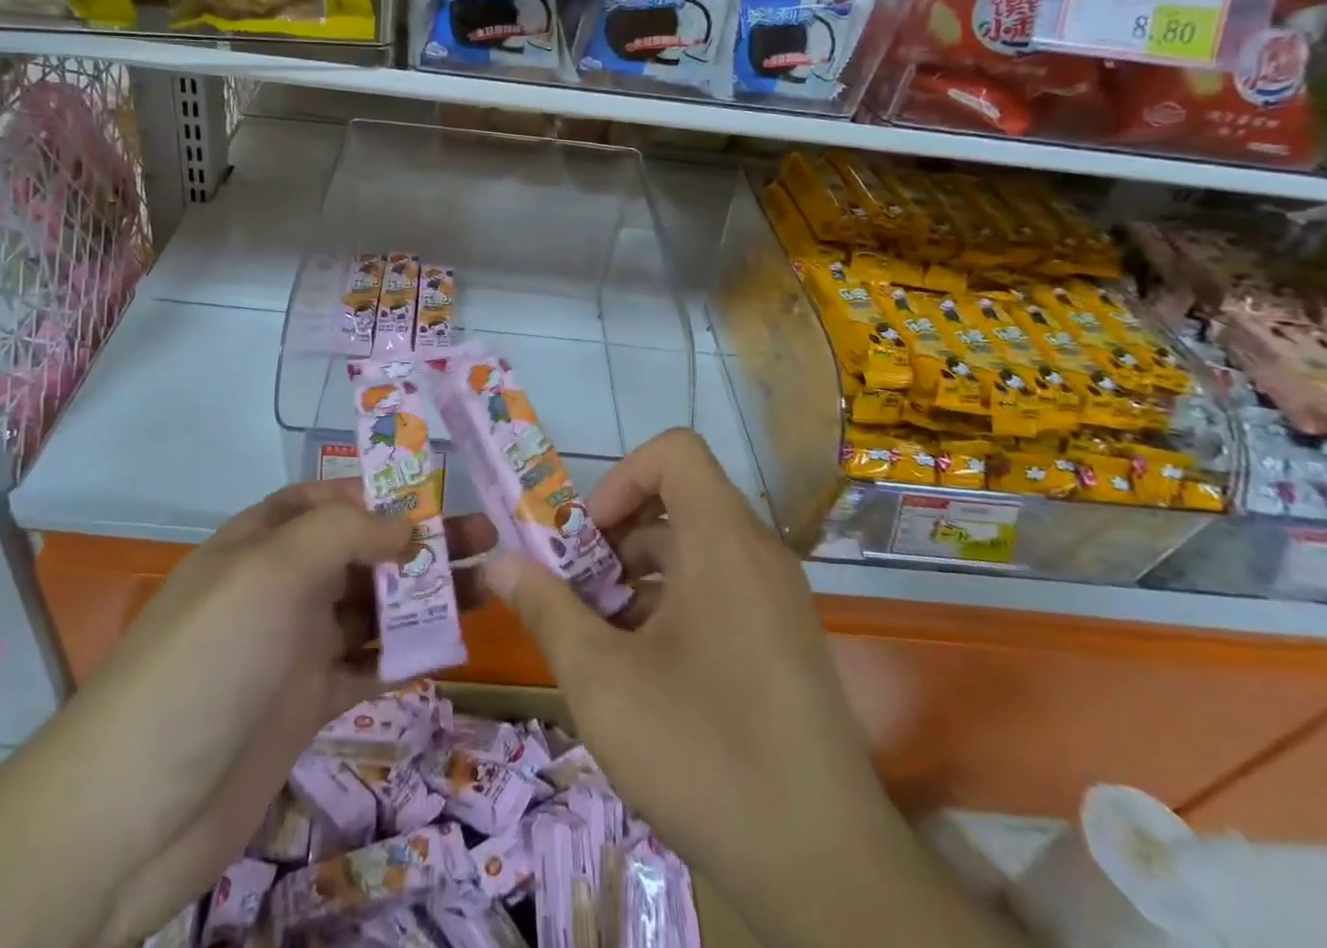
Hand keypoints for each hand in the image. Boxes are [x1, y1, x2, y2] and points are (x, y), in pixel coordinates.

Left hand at [74, 481, 492, 946]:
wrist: (132, 812)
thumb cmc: (207, 662)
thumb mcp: (270, 571)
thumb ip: (343, 534)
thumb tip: (406, 526)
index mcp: (264, 540)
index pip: (332, 499)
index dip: (384, 493)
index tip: (443, 496)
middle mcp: (282, 585)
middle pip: (364, 551)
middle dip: (422, 542)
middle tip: (488, 541)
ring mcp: (295, 646)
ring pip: (374, 607)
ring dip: (425, 597)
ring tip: (490, 589)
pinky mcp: (306, 704)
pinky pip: (368, 666)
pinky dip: (405, 654)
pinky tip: (450, 648)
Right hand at [484, 430, 900, 940]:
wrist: (828, 874)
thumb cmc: (705, 755)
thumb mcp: (602, 681)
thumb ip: (546, 609)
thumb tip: (498, 563)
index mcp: (723, 542)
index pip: (674, 452)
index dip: (622, 478)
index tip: (589, 538)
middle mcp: (759, 554)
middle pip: (679, 500)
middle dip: (616, 534)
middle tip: (577, 588)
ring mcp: (778, 598)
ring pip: (696, 548)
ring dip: (639, 574)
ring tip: (600, 633)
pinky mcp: (785, 639)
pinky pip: (720, 587)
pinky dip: (673, 602)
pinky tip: (643, 668)